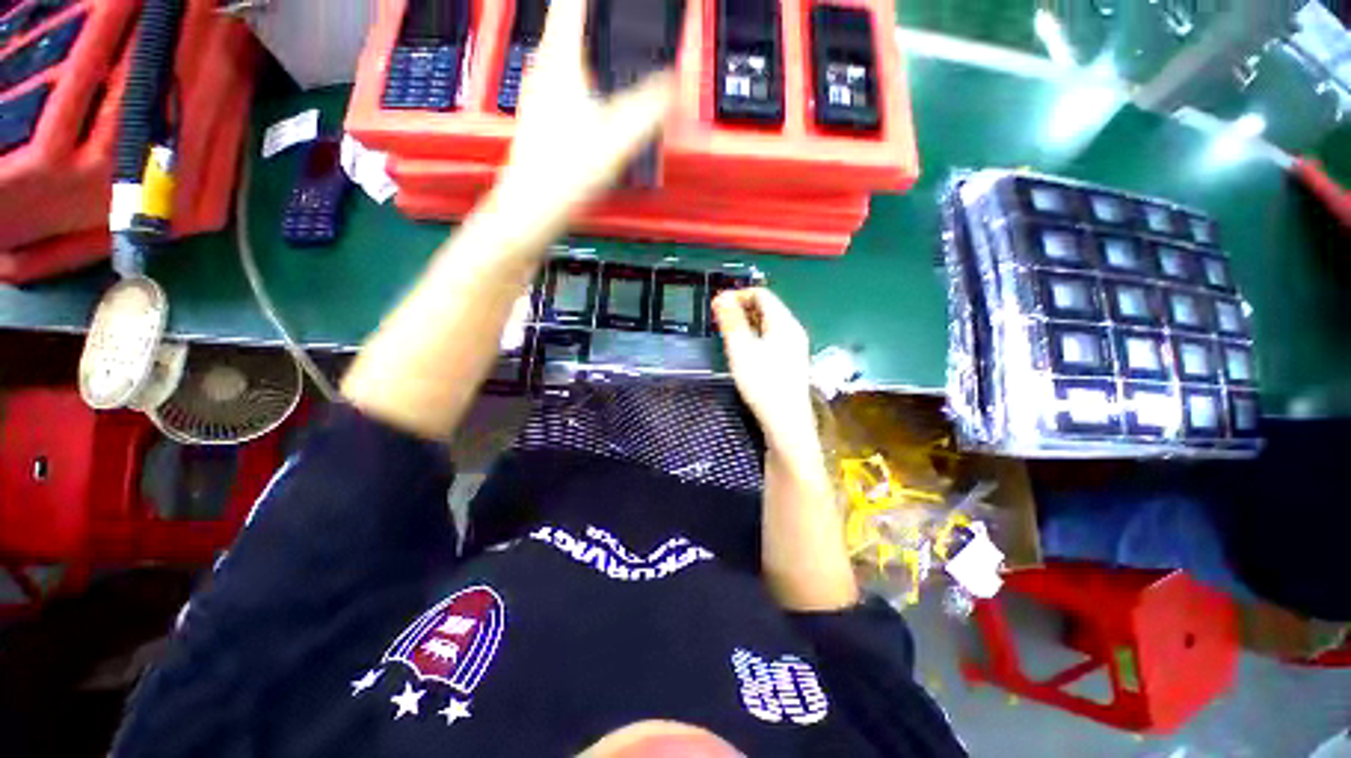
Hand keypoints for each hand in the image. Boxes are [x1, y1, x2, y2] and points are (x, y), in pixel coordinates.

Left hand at [487, 0, 674, 246]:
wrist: (533, 206)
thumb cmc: (567, 173)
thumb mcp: (618, 139)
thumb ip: (650, 108)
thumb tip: (672, 84)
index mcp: (562, 60)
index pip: (572, 3)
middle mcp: (545, 68)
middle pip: (565, 20)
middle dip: (588, 14)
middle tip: (613, 14)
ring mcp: (539, 91)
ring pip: (562, 48)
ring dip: (584, 39)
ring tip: (604, 36)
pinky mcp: (540, 113)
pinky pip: (562, 75)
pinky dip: (579, 68)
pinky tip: (592, 88)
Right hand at [713, 288, 816, 454]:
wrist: (786, 423)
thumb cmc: (762, 383)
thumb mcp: (742, 349)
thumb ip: (731, 321)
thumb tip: (721, 296)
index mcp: (785, 323)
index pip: (762, 294)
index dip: (738, 295)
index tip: (716, 306)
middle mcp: (793, 331)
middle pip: (767, 308)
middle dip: (741, 308)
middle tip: (718, 321)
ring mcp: (795, 348)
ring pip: (769, 325)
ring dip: (747, 324)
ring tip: (727, 335)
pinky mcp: (791, 363)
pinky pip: (771, 339)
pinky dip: (755, 337)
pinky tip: (744, 352)